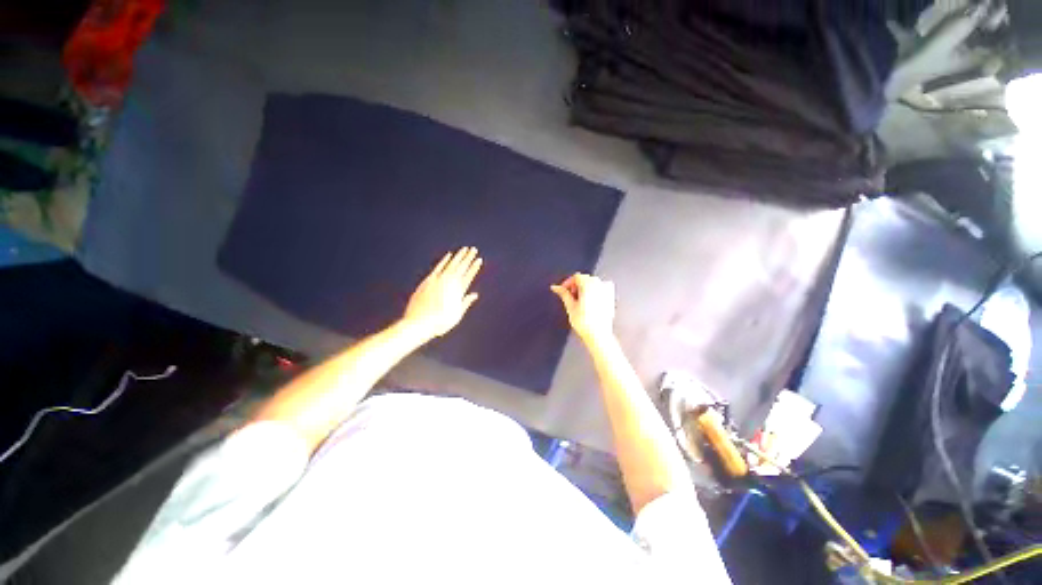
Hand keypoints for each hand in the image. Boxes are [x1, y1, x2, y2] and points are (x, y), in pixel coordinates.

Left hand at [402, 247, 482, 339]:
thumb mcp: (456, 315)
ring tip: (464, 249)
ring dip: (459, 256)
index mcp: (458, 292)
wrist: (419, 323)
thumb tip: (474, 295)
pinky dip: (444, 260)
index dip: (474, 267)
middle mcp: (449, 283)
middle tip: (474, 249)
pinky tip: (449, 255)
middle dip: (468, 258)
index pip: (469, 275)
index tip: (479, 260)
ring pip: (451, 264)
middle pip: (461, 267)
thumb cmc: (439, 323)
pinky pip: (439, 267)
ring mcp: (438, 280)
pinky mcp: (428, 280)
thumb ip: (465, 303)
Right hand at [551, 273, 615, 342]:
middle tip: (569, 297)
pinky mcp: (611, 298)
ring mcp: (607, 291)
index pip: (576, 277)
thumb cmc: (585, 323)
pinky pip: (601, 289)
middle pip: (585, 279)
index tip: (563, 290)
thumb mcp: (570, 306)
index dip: (568, 283)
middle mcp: (599, 285)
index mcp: (589, 285)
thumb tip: (556, 287)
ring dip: (584, 289)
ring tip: (578, 302)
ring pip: (593, 284)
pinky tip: (589, 302)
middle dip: (576, 286)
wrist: (598, 335)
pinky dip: (594, 292)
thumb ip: (563, 294)